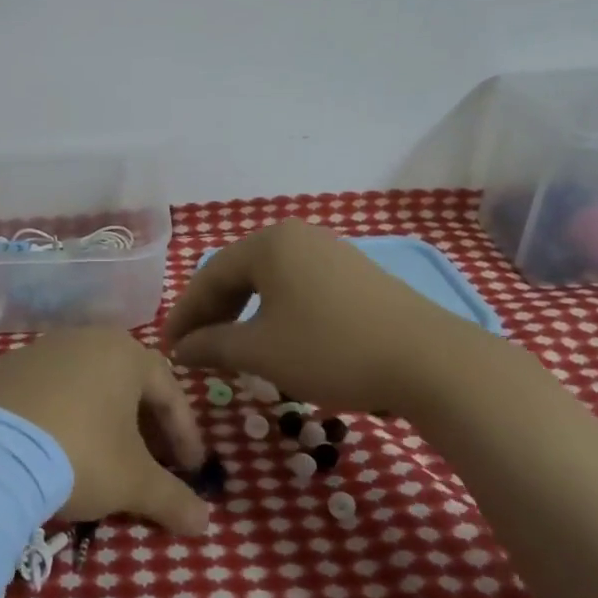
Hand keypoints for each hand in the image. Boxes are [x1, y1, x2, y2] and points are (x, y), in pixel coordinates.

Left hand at [0, 328, 211, 533]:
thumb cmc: (79, 454)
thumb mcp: (133, 482)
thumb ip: (172, 498)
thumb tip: (204, 523)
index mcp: (123, 353)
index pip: (169, 391)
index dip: (185, 434)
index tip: (192, 471)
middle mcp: (82, 340)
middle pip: (126, 383)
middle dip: (144, 425)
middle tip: (151, 464)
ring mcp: (37, 352)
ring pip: (84, 385)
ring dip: (100, 420)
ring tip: (101, 459)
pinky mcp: (0, 371)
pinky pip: (44, 394)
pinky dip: (59, 419)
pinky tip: (52, 451)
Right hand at [162, 218, 501, 417]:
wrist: (429, 361)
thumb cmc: (331, 349)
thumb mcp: (261, 351)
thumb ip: (212, 345)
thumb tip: (180, 349)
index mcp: (269, 242)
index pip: (210, 275)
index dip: (185, 314)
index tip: (169, 347)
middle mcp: (297, 236)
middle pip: (239, 274)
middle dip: (213, 313)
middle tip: (195, 349)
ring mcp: (330, 252)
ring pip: (269, 282)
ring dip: (243, 315)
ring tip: (230, 348)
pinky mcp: (355, 274)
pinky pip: (298, 288)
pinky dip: (275, 313)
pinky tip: (275, 340)